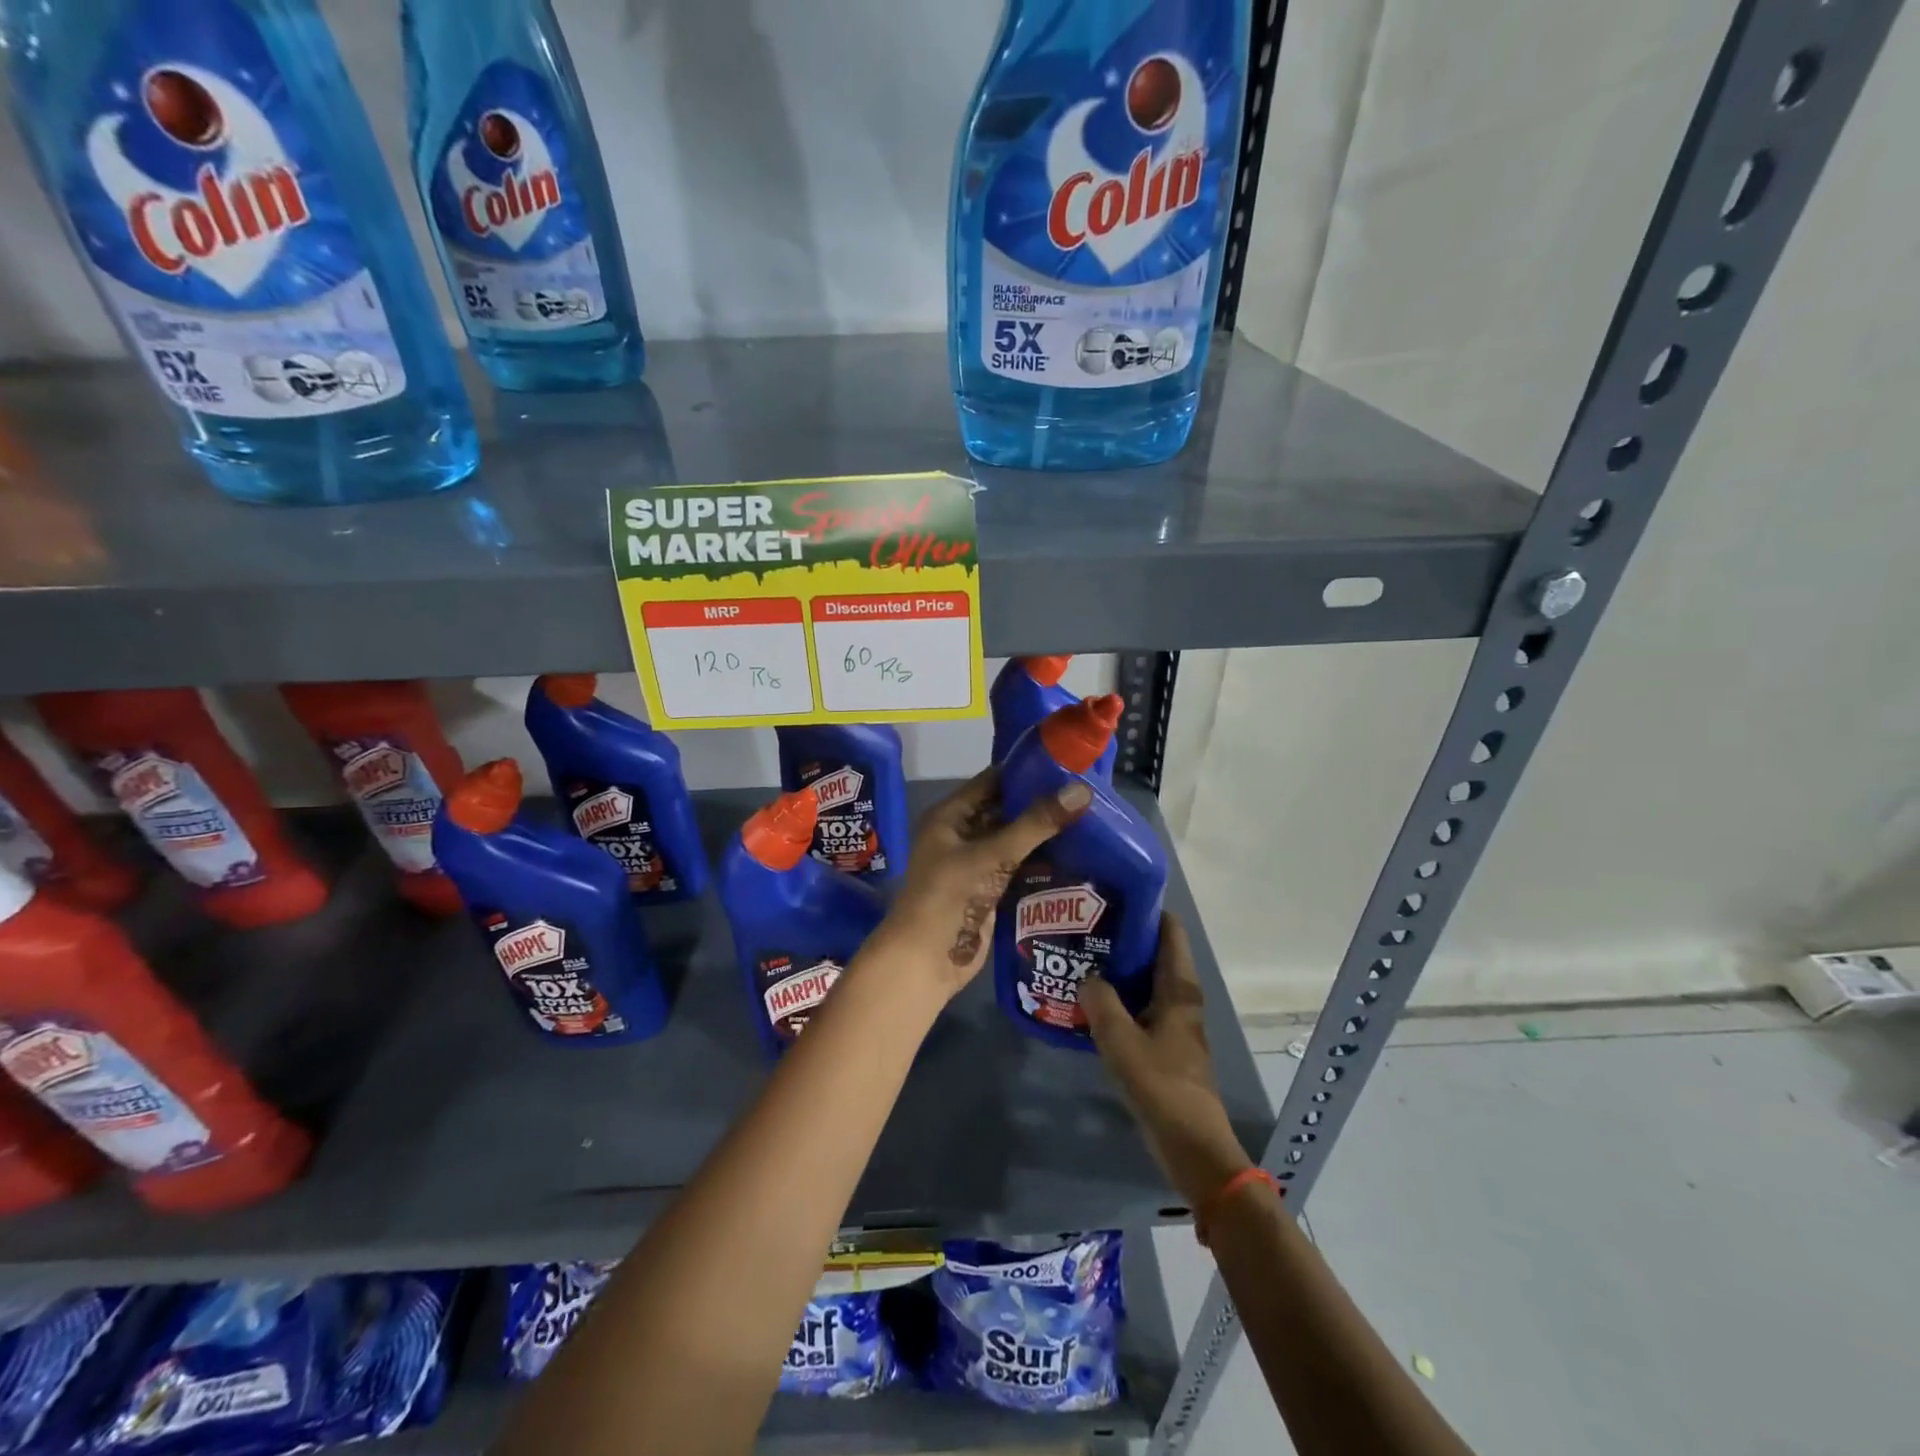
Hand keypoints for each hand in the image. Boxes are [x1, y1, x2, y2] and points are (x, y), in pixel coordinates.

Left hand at [858, 767, 1091, 1002]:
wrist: (926, 960)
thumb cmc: (950, 897)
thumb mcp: (992, 855)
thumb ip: (1036, 824)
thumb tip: (1082, 791)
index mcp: (950, 816)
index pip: (992, 781)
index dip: (1025, 772)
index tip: (1066, 766)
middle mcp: (960, 835)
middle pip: (1005, 811)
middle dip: (1040, 804)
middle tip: (1086, 795)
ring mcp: (974, 865)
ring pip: (1013, 841)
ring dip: (1043, 835)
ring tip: (1090, 820)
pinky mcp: (988, 892)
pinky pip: (1018, 868)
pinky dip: (1041, 862)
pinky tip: (1077, 856)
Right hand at [1082, 913, 1252, 1208]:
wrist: (1193, 1147)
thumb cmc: (1161, 1086)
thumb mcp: (1121, 1041)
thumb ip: (1101, 1002)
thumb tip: (1088, 976)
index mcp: (1179, 988)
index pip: (1169, 931)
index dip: (1145, 909)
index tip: (1110, 898)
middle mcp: (1181, 998)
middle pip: (1155, 953)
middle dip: (1123, 938)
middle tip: (1084, 928)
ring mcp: (1175, 1022)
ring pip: (1146, 981)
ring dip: (1119, 970)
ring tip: (1080, 959)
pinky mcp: (1166, 1044)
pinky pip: (1141, 1007)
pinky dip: (1120, 999)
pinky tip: (1090, 1004)